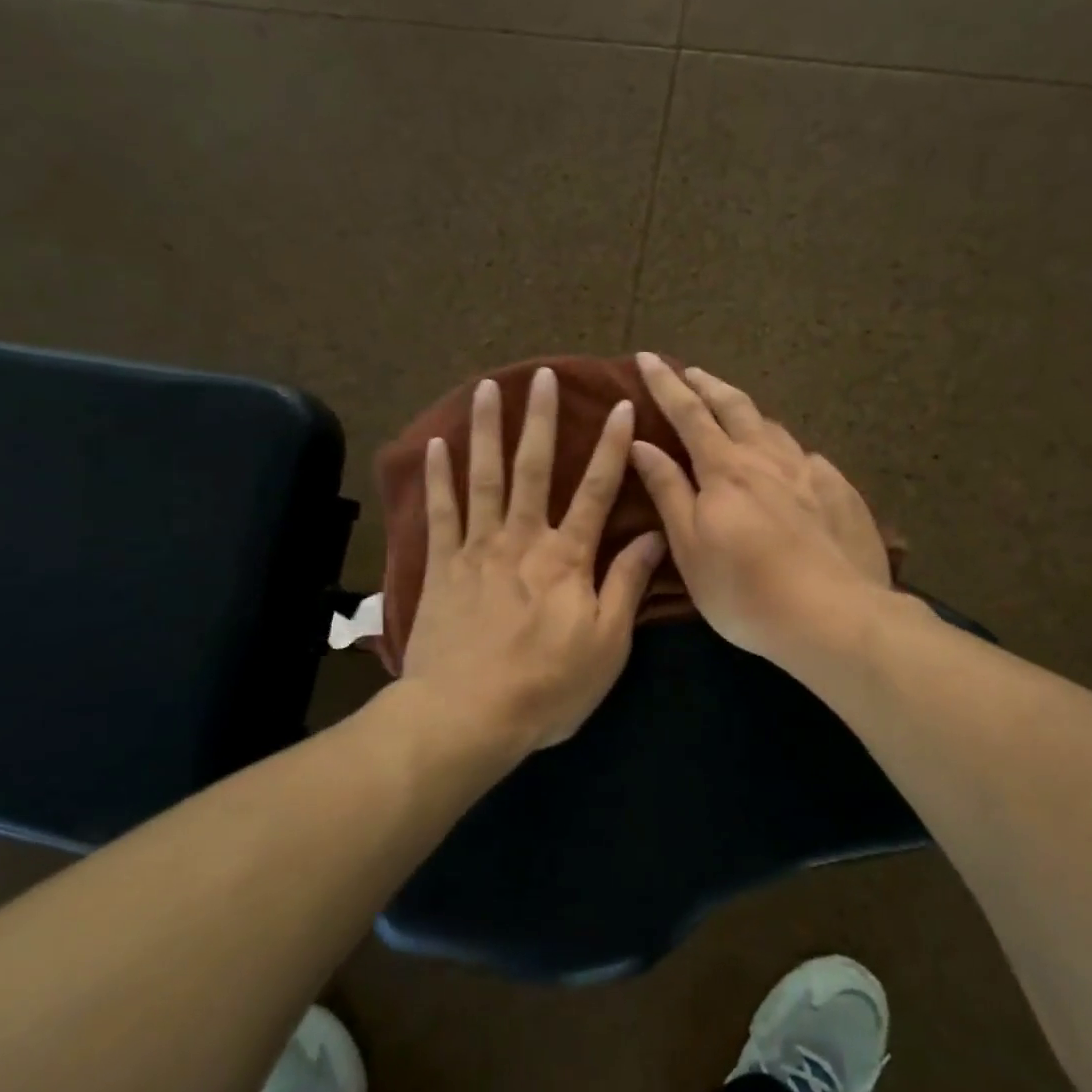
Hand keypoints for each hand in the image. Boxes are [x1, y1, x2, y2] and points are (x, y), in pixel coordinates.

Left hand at [404, 367, 665, 751]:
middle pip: (534, 468)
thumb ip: (626, 585)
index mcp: (567, 557)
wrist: (467, 716)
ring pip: (484, 477)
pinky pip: (440, 512)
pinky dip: (439, 477)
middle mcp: (522, 539)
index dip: (610, 447)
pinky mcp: (441, 566)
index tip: (619, 406)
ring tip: (488, 389)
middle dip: (541, 419)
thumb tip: (655, 536)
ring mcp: (477, 548)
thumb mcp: (606, 644)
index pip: (596, 490)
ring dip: (487, 430)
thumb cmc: (547, 686)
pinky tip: (437, 444)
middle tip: (542, 375)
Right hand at [629, 353, 890, 668]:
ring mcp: (809, 471)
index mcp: (725, 469)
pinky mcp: (840, 491)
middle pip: (734, 407)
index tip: (647, 357)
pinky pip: (806, 457)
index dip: (665, 384)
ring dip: (747, 410)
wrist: (836, 616)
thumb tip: (641, 443)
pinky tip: (791, 460)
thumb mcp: (690, 547)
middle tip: (690, 371)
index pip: (688, 413)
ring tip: (735, 408)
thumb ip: (668, 490)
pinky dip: (785, 448)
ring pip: (773, 426)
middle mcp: (767, 458)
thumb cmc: (746, 590)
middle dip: (707, 384)